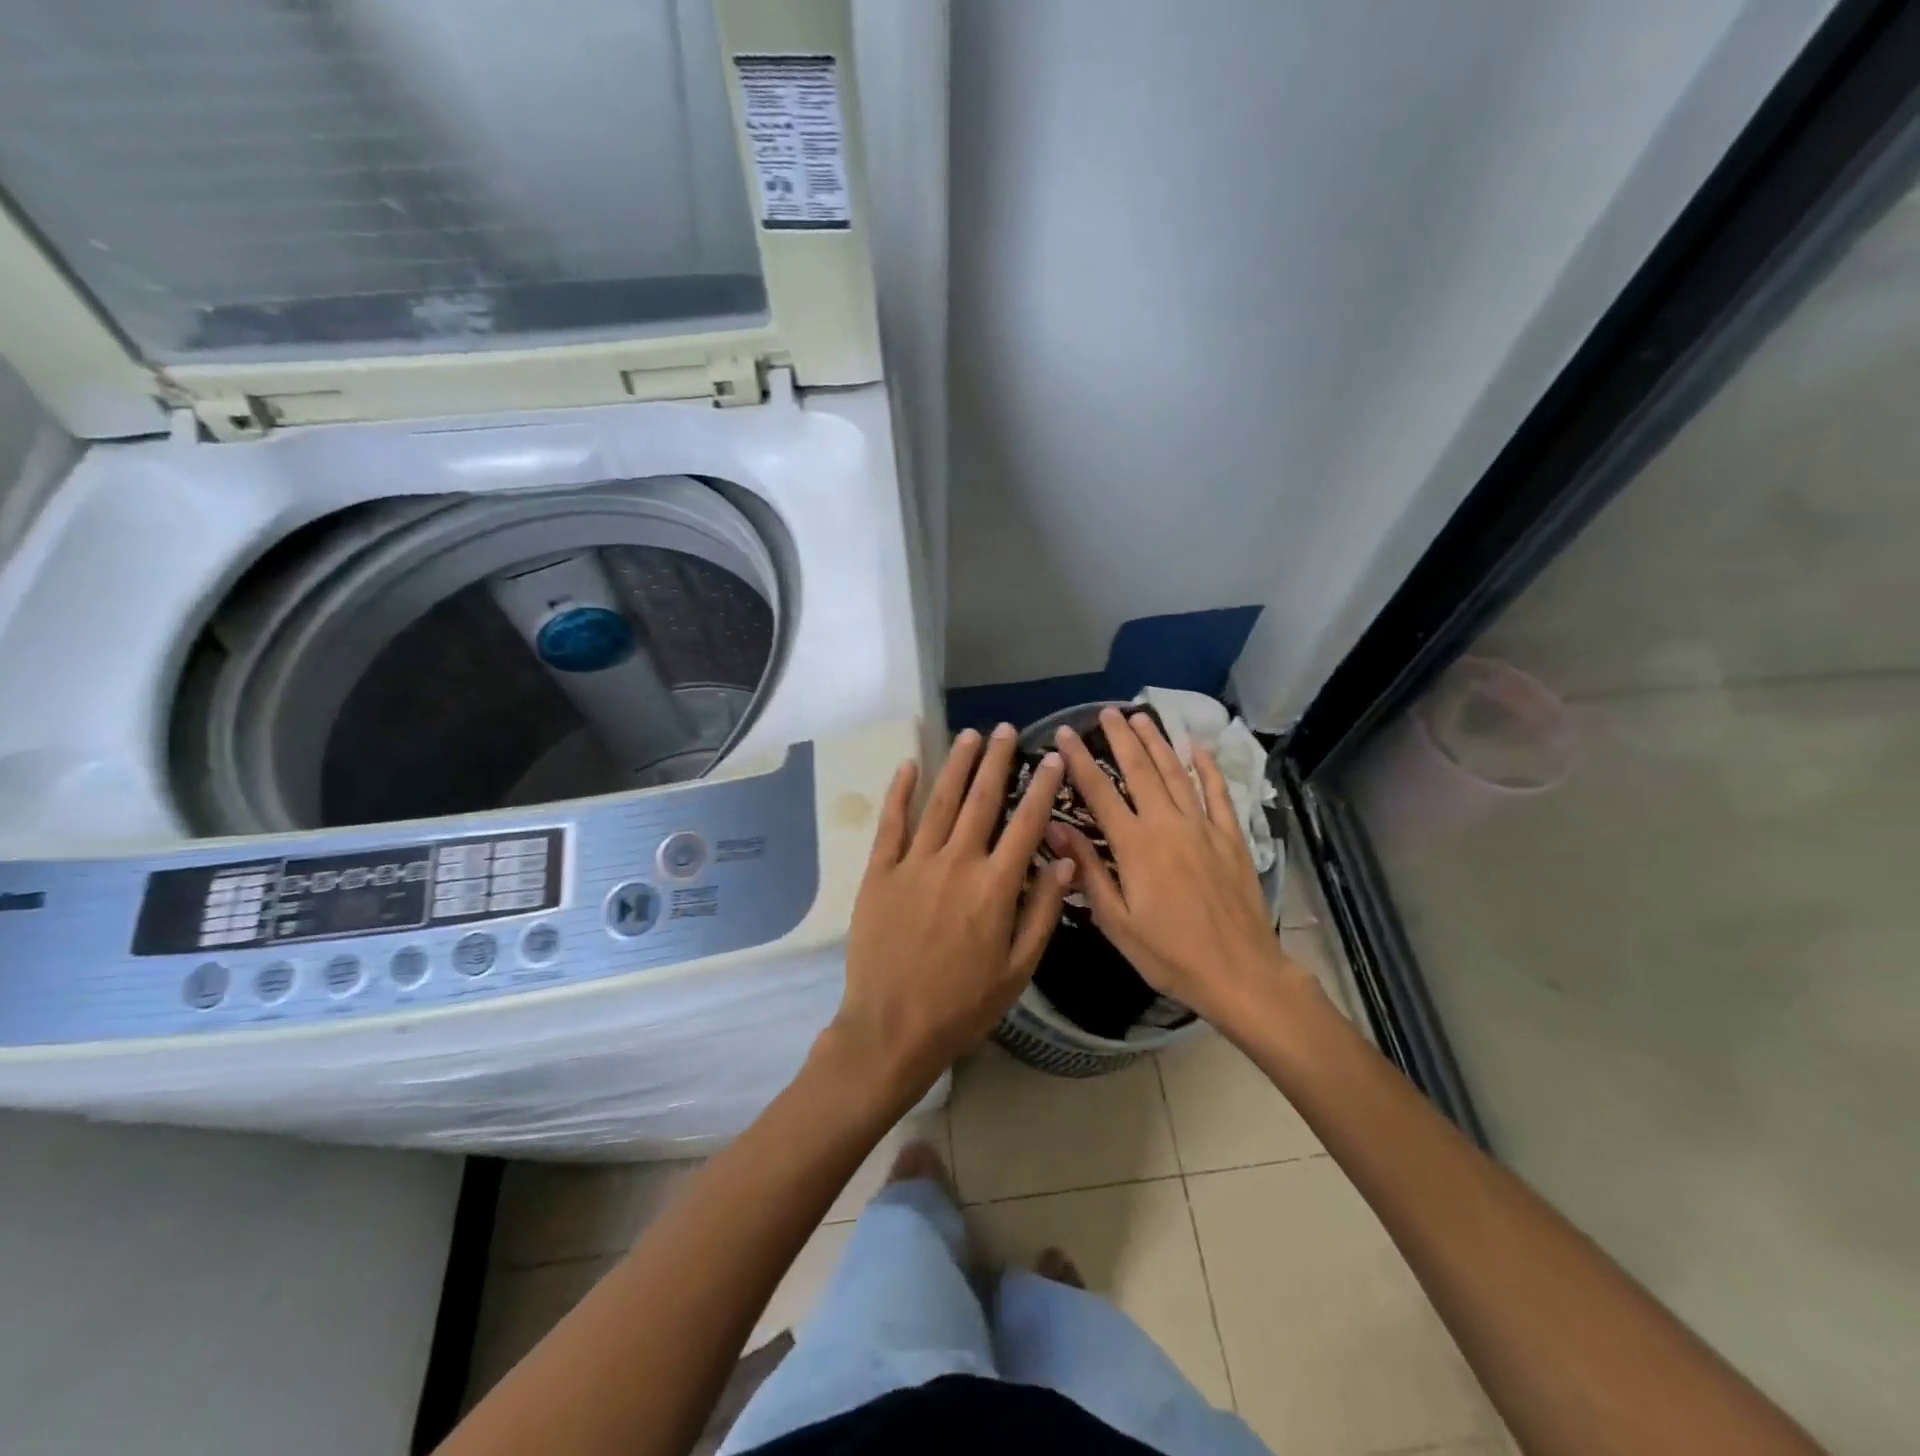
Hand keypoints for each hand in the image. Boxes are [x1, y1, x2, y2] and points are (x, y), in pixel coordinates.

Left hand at [827, 724, 1073, 1105]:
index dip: (1042, 789)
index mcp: (994, 887)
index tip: (1052, 760)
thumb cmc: (962, 1006)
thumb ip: (1042, 911)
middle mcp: (956, 863)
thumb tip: (1065, 858)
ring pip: (940, 802)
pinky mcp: (880, 873)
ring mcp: (914, 864)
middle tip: (1006, 730)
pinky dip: (900, 792)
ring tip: (970, 735)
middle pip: (982, 801)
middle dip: (997, 761)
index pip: (1026, 824)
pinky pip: (891, 824)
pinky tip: (909, 765)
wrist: (891, 1029)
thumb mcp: (1018, 970)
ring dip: (957, 766)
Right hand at [1047, 707, 1311, 1025]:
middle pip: (1140, 770)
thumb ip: (1088, 871)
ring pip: (1176, 773)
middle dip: (1121, 738)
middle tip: (1106, 711)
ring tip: (1142, 717)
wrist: (1240, 973)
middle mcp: (1168, 825)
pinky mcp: (1232, 837)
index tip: (1063, 733)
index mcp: (1135, 846)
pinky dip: (1207, 768)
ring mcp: (1203, 828)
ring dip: (1158, 742)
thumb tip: (1055, 830)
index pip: (1099, 792)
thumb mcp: (1116, 922)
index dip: (1078, 760)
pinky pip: (1218, 793)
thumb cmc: (1169, 955)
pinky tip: (1198, 747)